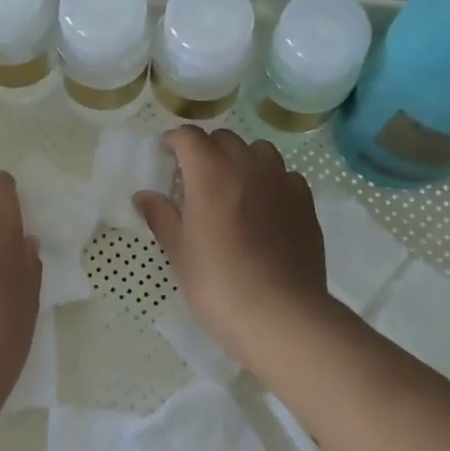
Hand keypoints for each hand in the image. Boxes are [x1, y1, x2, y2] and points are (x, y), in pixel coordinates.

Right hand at [133, 127, 333, 355]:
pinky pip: (286, 176)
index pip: (188, 136)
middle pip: (224, 139)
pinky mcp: (305, 202)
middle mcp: (247, 165)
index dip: (174, 141)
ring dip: (242, 159)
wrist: (280, 314)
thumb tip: (144, 197)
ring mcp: (281, 181)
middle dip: (206, 149)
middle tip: (196, 177)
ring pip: (259, 150)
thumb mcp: (178, 251)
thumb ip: (160, 216)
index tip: (166, 155)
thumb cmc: (218, 282)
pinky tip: (266, 207)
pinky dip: (272, 181)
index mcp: (210, 172)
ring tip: (234, 186)